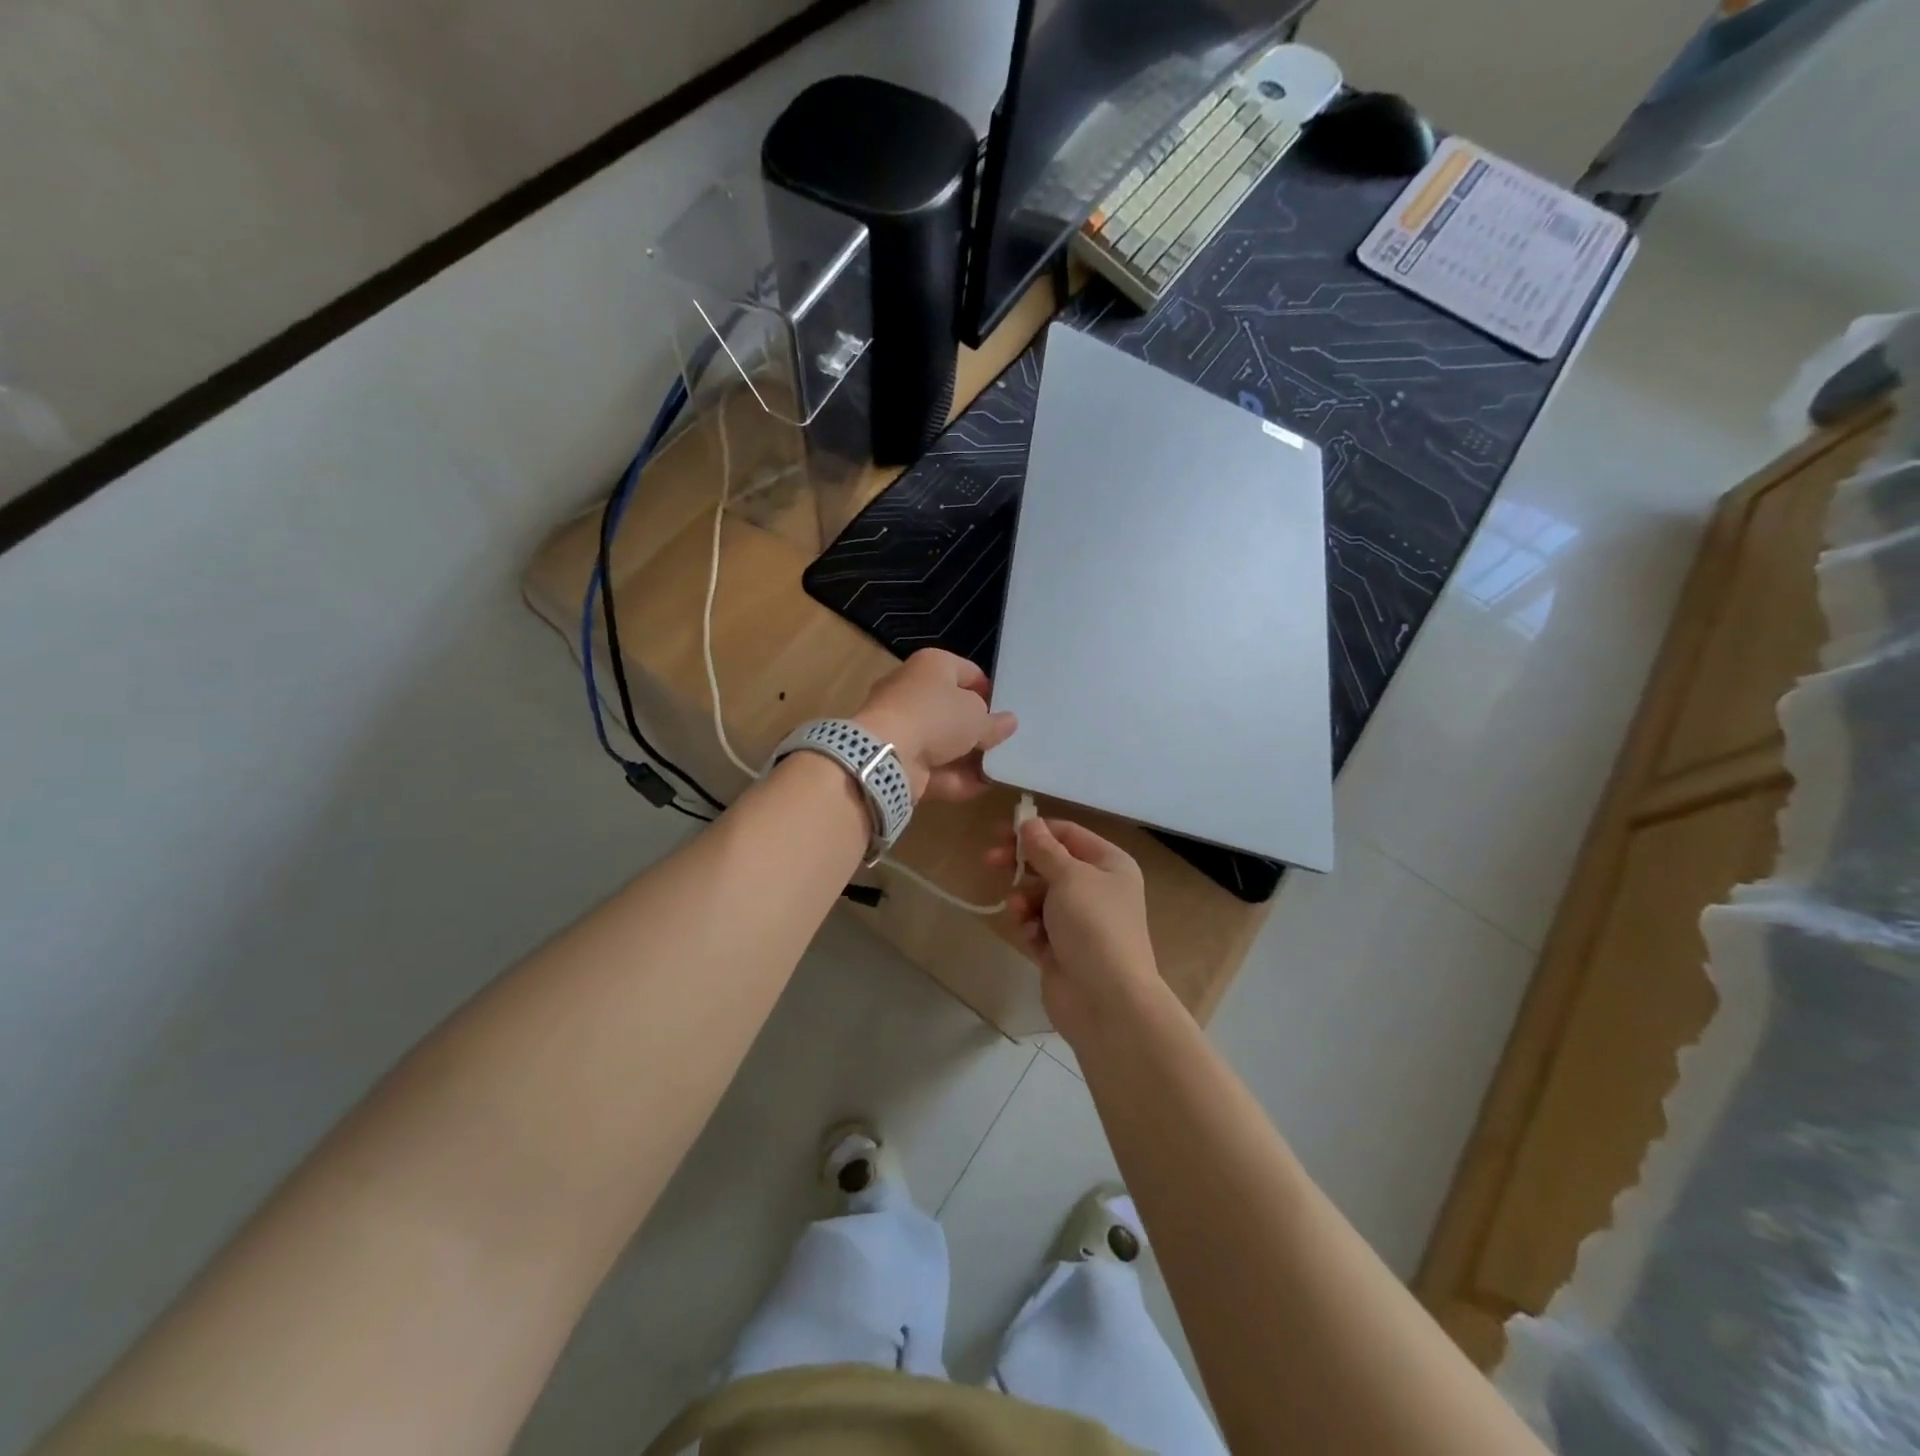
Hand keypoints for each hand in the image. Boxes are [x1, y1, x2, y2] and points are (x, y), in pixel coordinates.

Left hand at [853, 649, 1016, 803]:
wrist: (887, 754)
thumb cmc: (936, 717)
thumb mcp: (977, 717)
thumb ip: (995, 722)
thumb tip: (1008, 722)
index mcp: (932, 666)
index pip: (968, 672)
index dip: (989, 691)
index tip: (1005, 711)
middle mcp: (914, 691)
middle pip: (953, 709)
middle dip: (977, 728)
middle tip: (1004, 742)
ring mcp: (903, 726)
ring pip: (943, 741)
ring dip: (969, 757)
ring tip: (1000, 769)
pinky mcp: (899, 758)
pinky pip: (934, 766)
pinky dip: (956, 777)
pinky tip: (982, 787)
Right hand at [986, 816, 1166, 1040]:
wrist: (1107, 1000)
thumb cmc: (1093, 926)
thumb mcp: (1069, 877)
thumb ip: (1044, 849)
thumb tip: (1028, 823)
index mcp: (1110, 865)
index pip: (1068, 834)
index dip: (1036, 830)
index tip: (1001, 832)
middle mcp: (1098, 889)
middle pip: (1051, 865)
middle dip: (1022, 864)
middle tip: (990, 861)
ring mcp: (1081, 922)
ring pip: (1040, 897)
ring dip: (1024, 900)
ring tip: (1018, 912)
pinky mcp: (1062, 949)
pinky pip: (1038, 927)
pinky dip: (1030, 928)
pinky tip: (1030, 938)